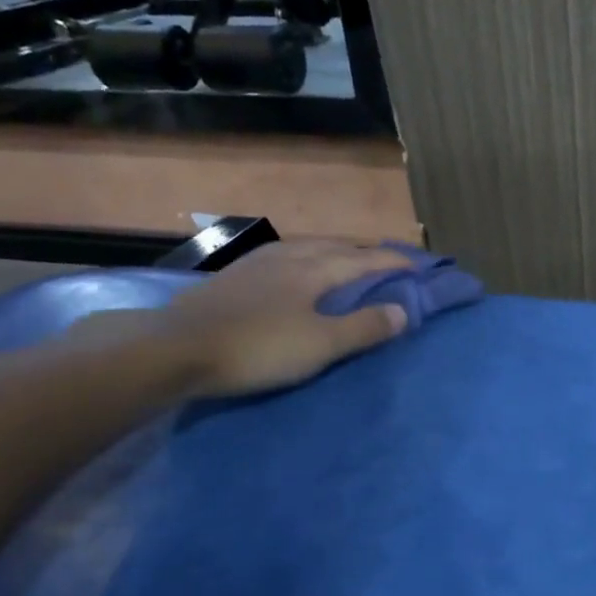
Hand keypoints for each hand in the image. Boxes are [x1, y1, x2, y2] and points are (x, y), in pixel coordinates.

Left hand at [135, 238, 411, 398]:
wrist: (176, 349)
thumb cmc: (258, 348)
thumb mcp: (320, 345)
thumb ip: (364, 328)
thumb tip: (404, 311)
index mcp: (313, 270)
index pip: (363, 261)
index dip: (392, 264)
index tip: (418, 266)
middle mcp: (288, 257)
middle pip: (335, 247)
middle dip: (365, 252)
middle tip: (387, 259)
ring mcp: (256, 264)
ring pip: (306, 248)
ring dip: (334, 251)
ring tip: (346, 258)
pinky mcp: (234, 277)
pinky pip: (283, 257)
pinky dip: (305, 259)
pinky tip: (295, 268)